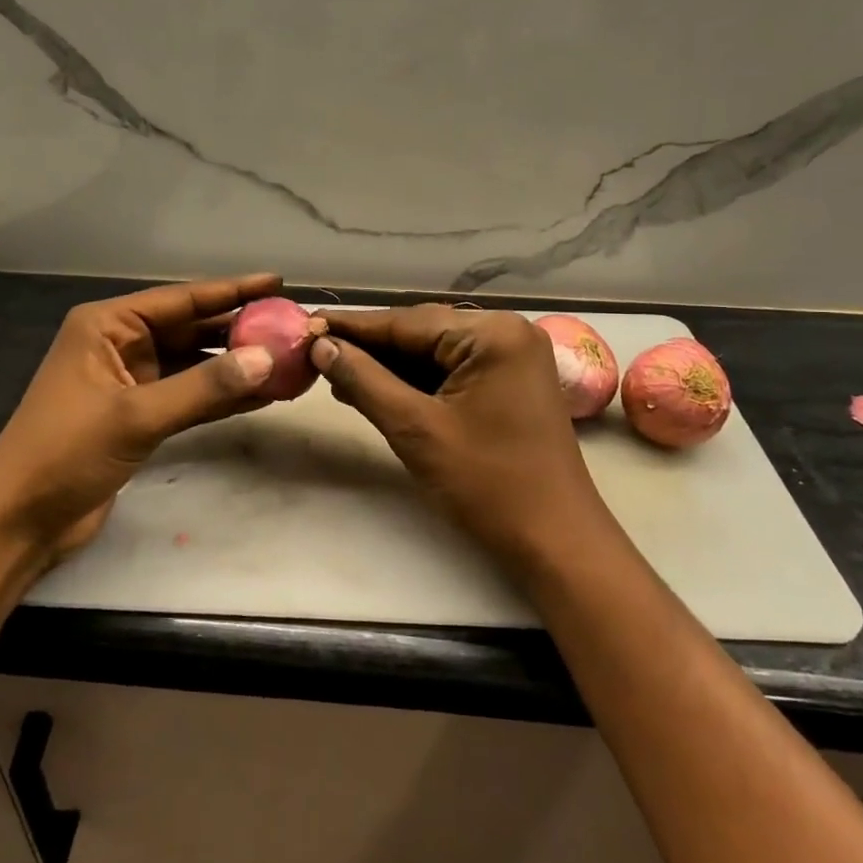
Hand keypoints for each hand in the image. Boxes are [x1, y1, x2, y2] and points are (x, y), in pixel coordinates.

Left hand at [0, 274, 283, 562]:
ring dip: (236, 366)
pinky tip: (262, 395)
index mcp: (107, 326)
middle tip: (292, 327)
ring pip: (194, 365)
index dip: (232, 291)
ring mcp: (131, 382)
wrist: (20, 520)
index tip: (277, 283)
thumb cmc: (65, 453)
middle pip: (192, 330)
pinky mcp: (140, 416)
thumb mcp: (136, 415)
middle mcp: (120, 345)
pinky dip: (221, 396)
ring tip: (287, 361)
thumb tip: (268, 359)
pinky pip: (190, 396)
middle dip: (240, 330)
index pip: (181, 300)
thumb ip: (204, 387)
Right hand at [312, 305, 609, 573]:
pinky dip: (416, 383)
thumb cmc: (487, 484)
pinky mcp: (511, 384)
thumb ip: (364, 380)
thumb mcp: (415, 429)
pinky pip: (453, 372)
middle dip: (369, 349)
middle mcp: (507, 333)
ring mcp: (513, 359)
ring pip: (435, 353)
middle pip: (421, 333)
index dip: (352, 328)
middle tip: (316, 356)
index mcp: (492, 333)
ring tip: (338, 377)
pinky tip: (378, 391)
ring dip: (389, 368)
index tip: (306, 326)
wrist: (555, 541)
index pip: (406, 321)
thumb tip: (321, 346)